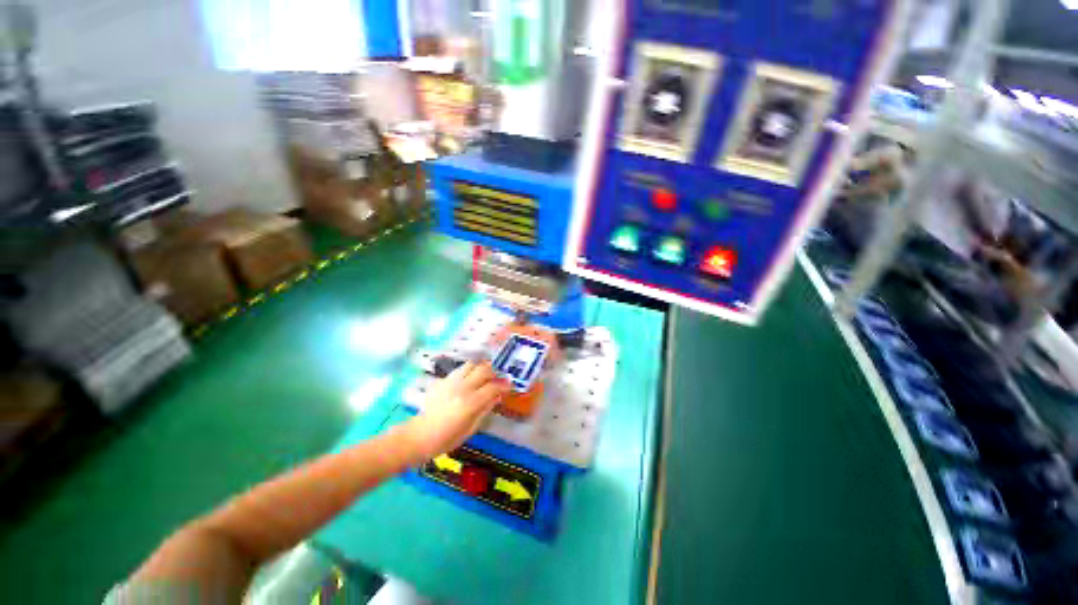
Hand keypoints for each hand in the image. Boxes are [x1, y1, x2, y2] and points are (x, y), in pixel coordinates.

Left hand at [399, 362, 509, 462]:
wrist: (418, 436)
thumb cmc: (446, 439)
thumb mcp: (470, 429)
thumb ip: (485, 410)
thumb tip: (497, 397)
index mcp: (471, 402)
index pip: (493, 386)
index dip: (504, 385)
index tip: (509, 385)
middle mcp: (462, 388)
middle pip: (483, 369)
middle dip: (494, 372)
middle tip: (497, 378)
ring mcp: (450, 382)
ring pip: (471, 365)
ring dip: (480, 368)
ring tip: (482, 376)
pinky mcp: (441, 381)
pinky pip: (458, 371)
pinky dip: (466, 373)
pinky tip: (465, 382)